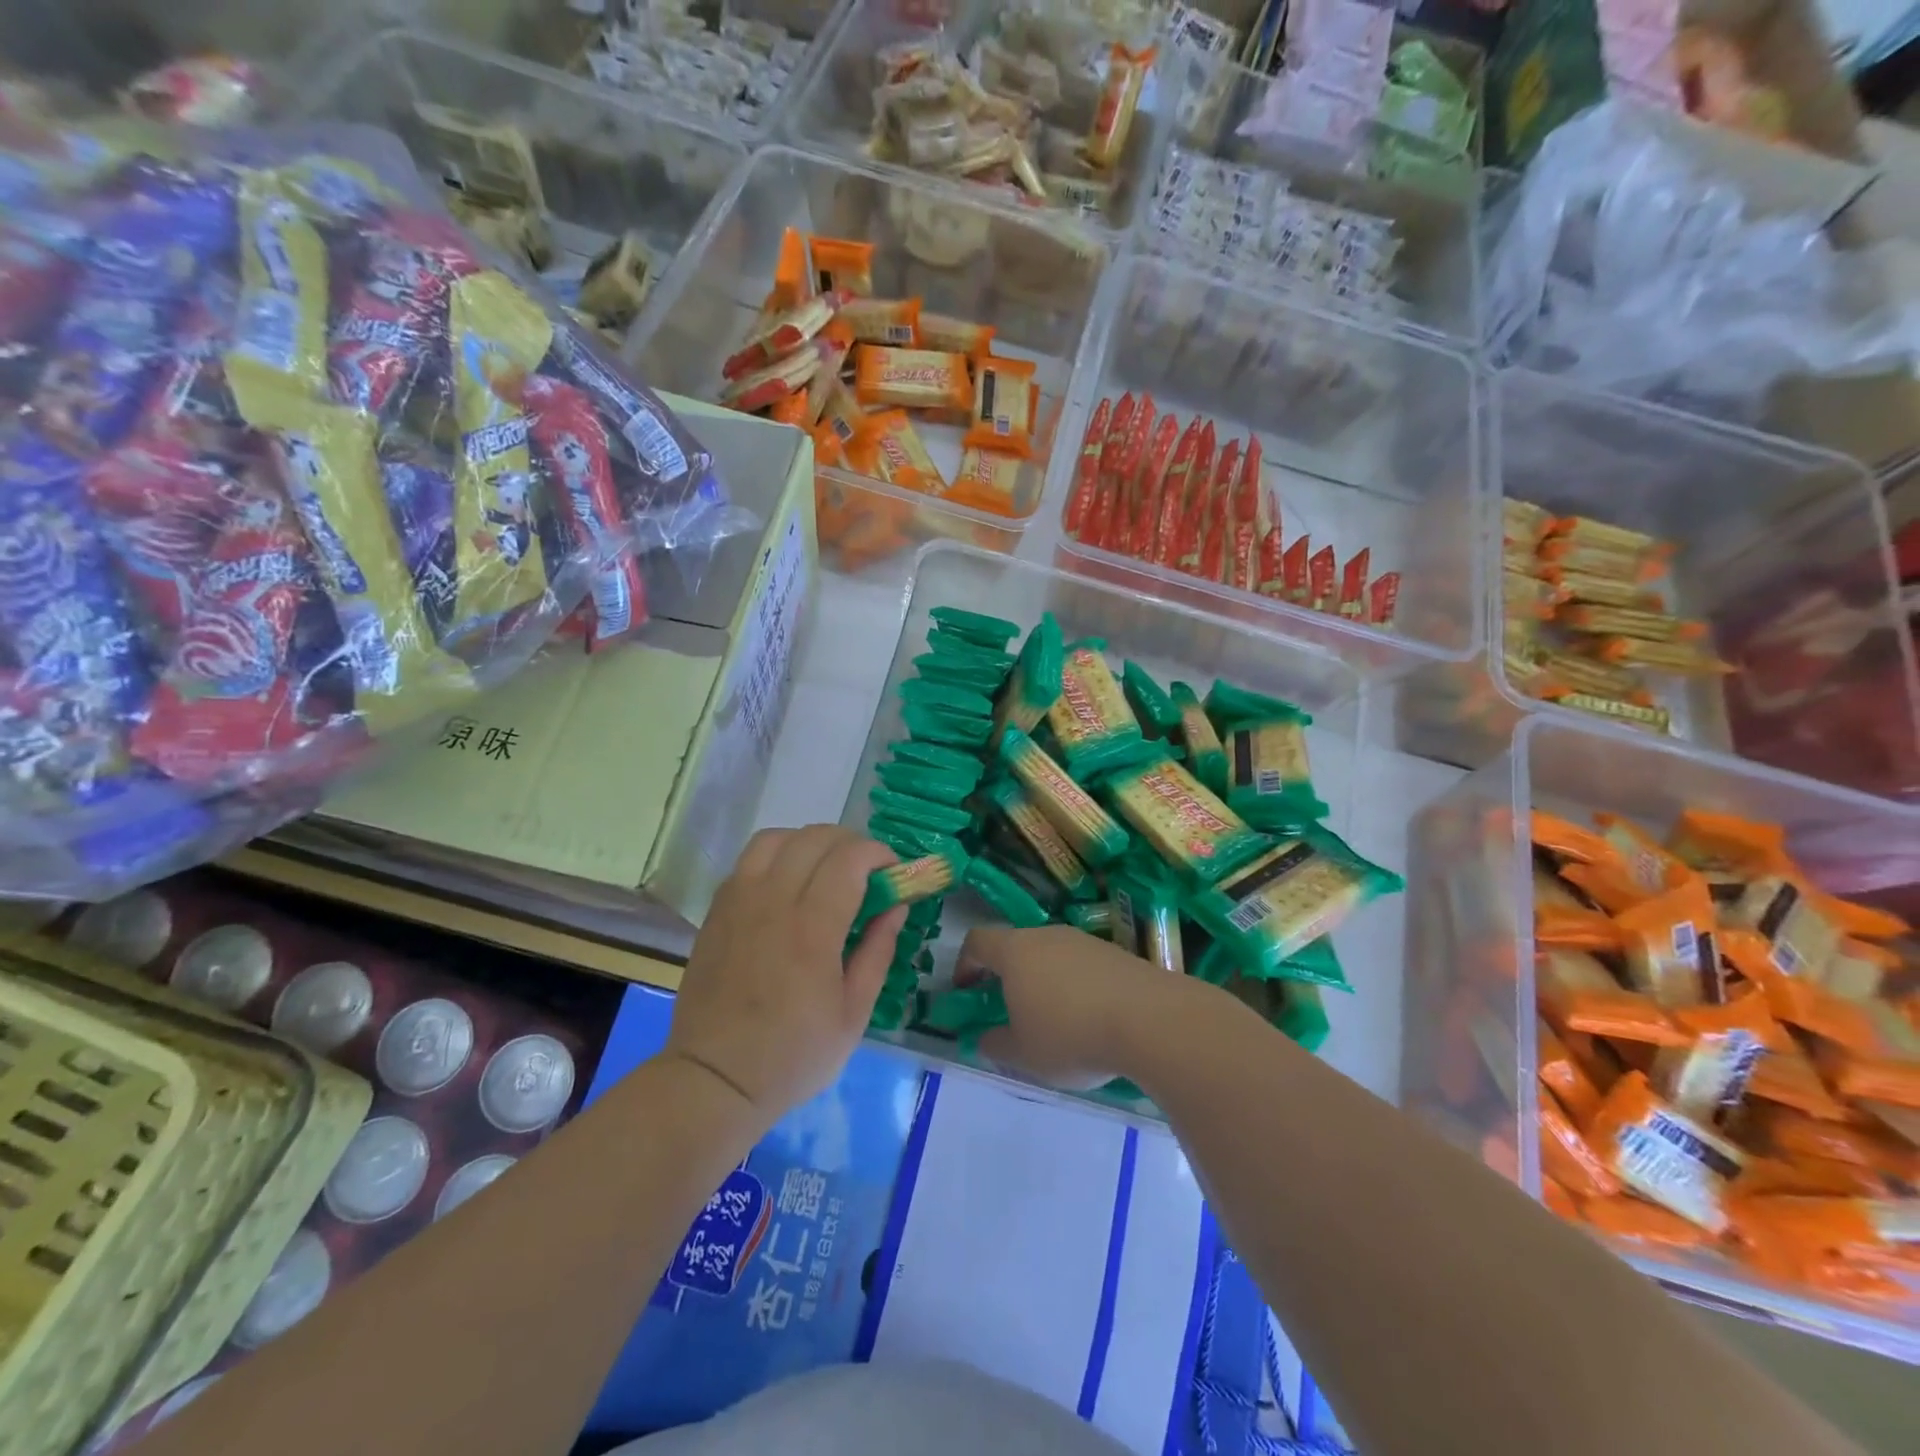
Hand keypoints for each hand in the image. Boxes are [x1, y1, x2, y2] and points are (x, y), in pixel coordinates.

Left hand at [665, 826, 903, 1126]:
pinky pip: (749, 859)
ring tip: (825, 869)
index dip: (878, 853)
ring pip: (777, 838)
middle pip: (815, 838)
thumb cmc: (794, 1055)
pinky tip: (789, 884)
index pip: (850, 859)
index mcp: (812, 929)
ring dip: (810, 842)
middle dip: (851, 843)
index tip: (894, 872)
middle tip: (867, 872)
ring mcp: (739, 901)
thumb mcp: (854, 1014)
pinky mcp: (717, 910)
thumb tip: (896, 906)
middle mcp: (773, 902)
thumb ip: (878, 951)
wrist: (715, 1079)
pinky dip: (778, 855)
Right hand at [955, 923, 1182, 1089]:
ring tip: (1051, 1020)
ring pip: (1051, 955)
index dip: (965, 963)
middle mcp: (1047, 936)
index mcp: (1015, 951)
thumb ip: (996, 1045)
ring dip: (1042, 981)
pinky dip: (1074, 986)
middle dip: (1006, 975)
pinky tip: (1088, 1020)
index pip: (977, 941)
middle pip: (1016, 946)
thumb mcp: (1024, 1054)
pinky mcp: (1115, 954)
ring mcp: (1084, 941)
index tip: (965, 991)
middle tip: (1008, 1009)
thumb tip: (984, 1039)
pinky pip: (1081, 966)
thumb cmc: (1071, 1034)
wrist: (1149, 1019)